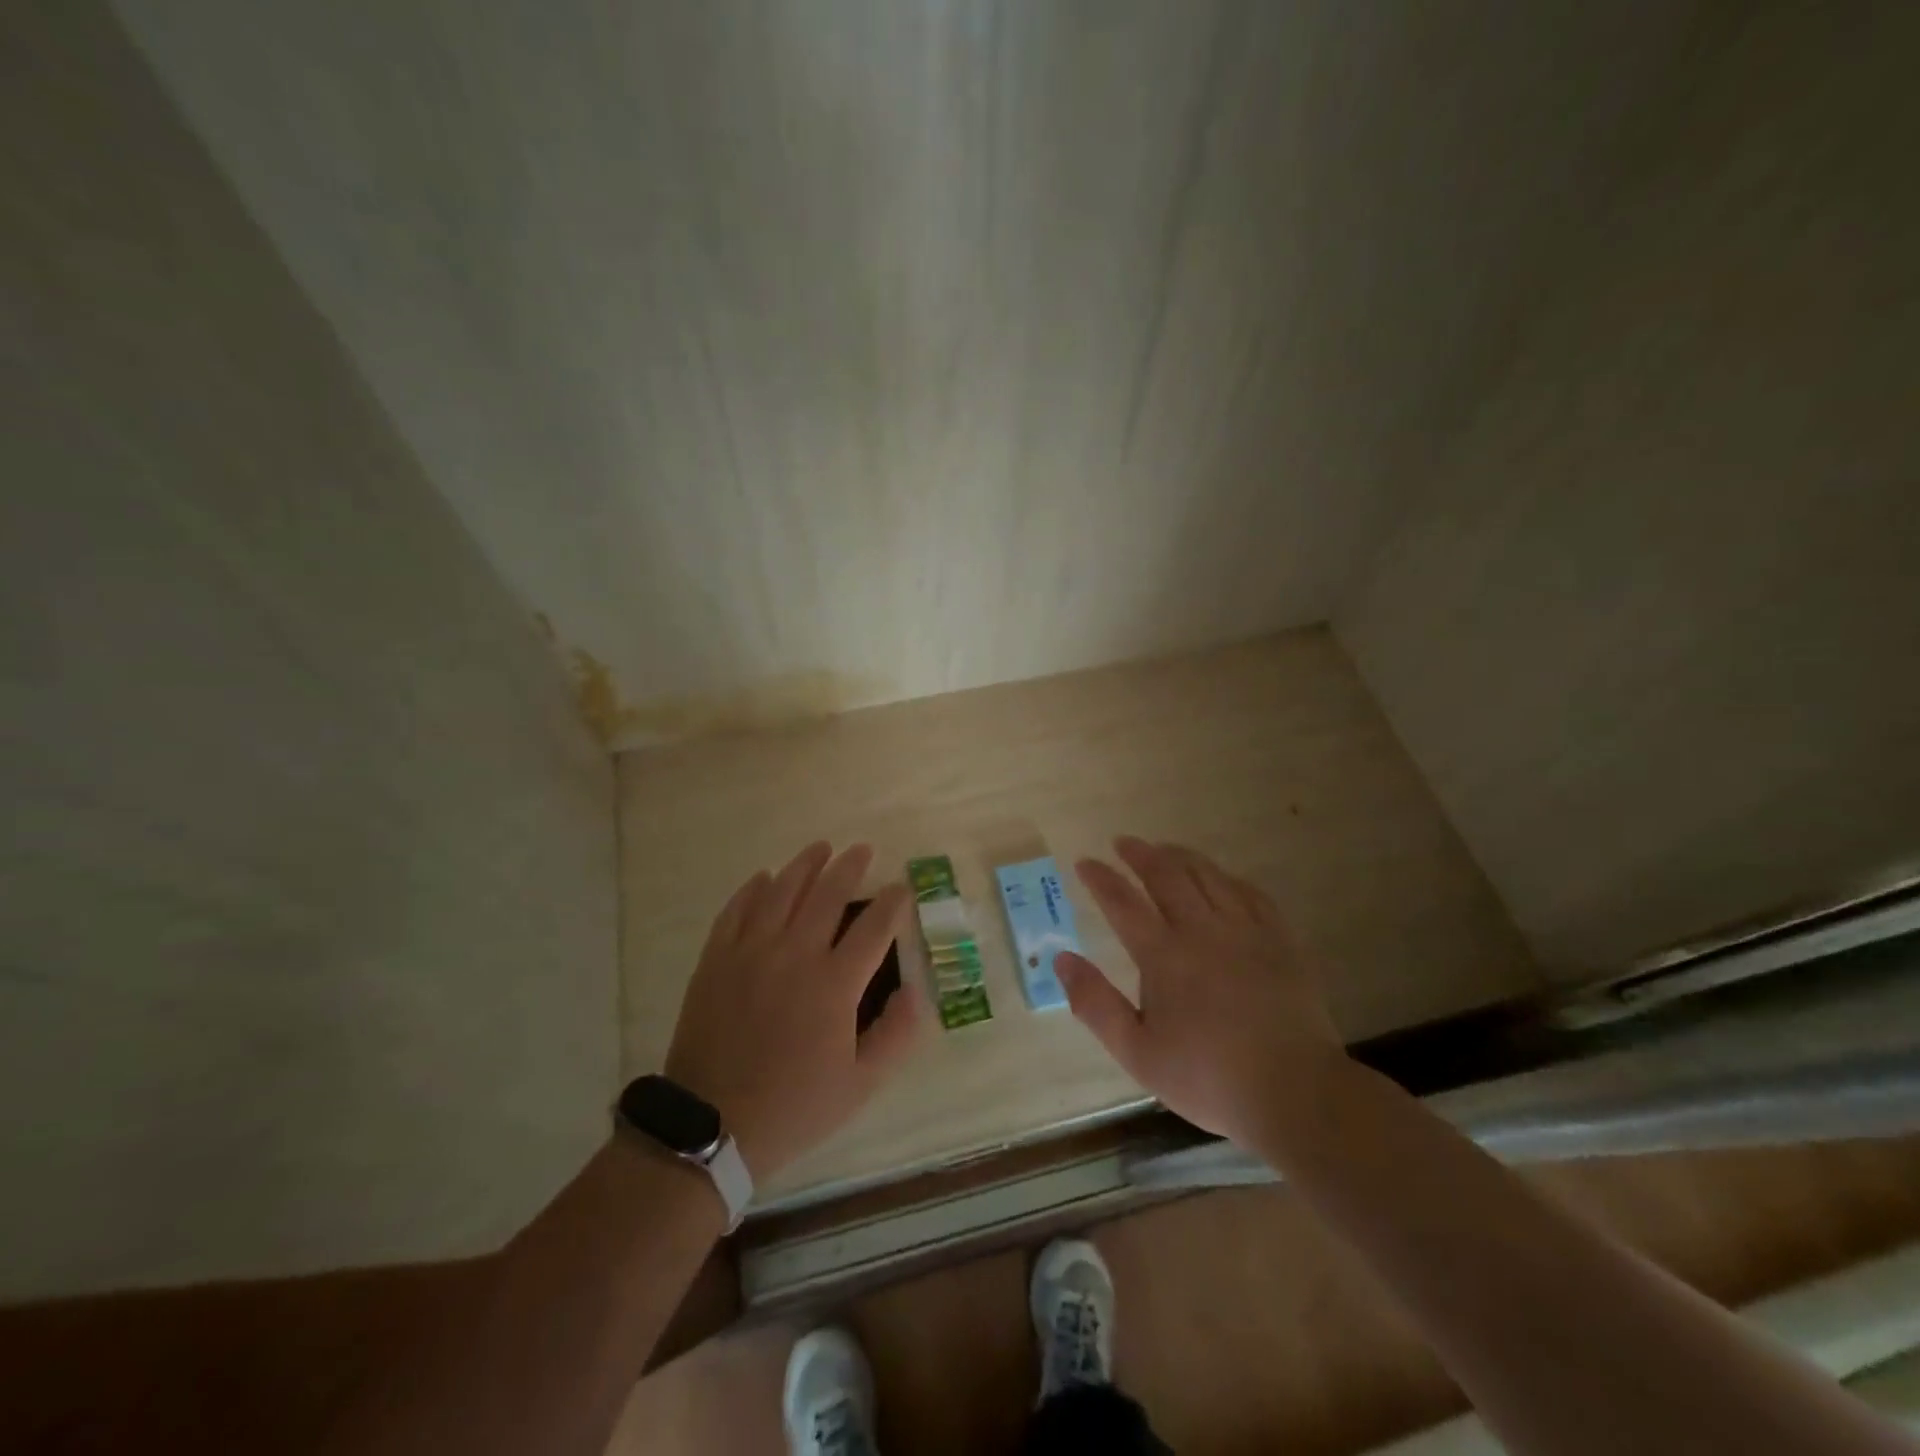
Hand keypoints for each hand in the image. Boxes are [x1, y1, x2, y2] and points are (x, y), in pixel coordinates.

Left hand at [664, 841, 918, 1179]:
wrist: (711, 1126)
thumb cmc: (794, 1106)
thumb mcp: (861, 1085)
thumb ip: (897, 1035)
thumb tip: (916, 991)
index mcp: (834, 984)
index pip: (874, 928)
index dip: (892, 903)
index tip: (902, 888)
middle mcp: (794, 954)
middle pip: (828, 895)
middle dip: (850, 867)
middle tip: (862, 850)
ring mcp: (750, 952)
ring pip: (782, 891)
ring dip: (805, 865)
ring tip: (820, 848)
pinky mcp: (716, 959)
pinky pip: (737, 910)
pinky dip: (753, 889)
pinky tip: (764, 878)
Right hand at [1056, 836, 1344, 1147]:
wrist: (1295, 1092)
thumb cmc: (1208, 1078)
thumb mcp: (1137, 1053)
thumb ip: (1095, 1004)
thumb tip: (1061, 959)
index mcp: (1164, 956)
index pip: (1123, 903)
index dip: (1101, 879)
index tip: (1085, 863)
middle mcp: (1202, 930)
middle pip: (1166, 875)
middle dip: (1140, 854)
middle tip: (1123, 842)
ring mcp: (1245, 930)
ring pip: (1208, 876)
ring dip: (1181, 856)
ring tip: (1165, 849)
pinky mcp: (1280, 940)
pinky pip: (1251, 893)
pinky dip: (1228, 878)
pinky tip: (1222, 878)